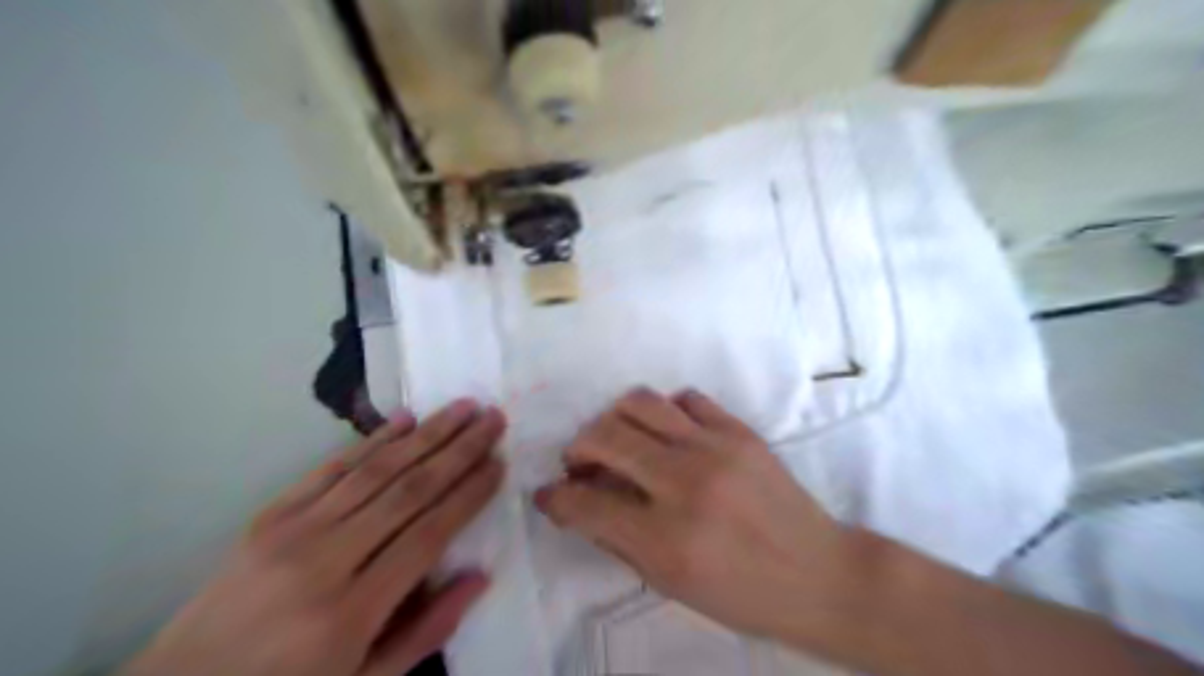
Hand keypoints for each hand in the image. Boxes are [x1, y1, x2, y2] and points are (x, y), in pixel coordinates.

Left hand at [125, 400, 507, 675]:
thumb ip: (426, 632)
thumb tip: (480, 576)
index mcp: (351, 612)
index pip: (429, 535)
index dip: (469, 496)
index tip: (499, 463)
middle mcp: (325, 560)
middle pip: (408, 491)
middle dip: (458, 450)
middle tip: (492, 418)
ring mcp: (292, 532)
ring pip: (375, 470)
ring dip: (426, 434)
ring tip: (463, 407)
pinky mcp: (270, 516)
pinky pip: (330, 469)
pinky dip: (371, 441)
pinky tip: (404, 420)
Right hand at [532, 391, 854, 649]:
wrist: (818, 572)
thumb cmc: (741, 594)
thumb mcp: (670, 584)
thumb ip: (617, 540)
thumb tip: (579, 504)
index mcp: (666, 538)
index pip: (586, 502)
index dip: (557, 496)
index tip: (550, 493)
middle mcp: (685, 483)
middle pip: (605, 436)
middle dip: (577, 447)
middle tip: (580, 462)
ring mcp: (715, 447)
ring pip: (640, 403)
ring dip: (613, 418)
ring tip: (616, 438)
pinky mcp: (739, 429)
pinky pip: (686, 398)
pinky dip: (664, 411)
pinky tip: (666, 433)